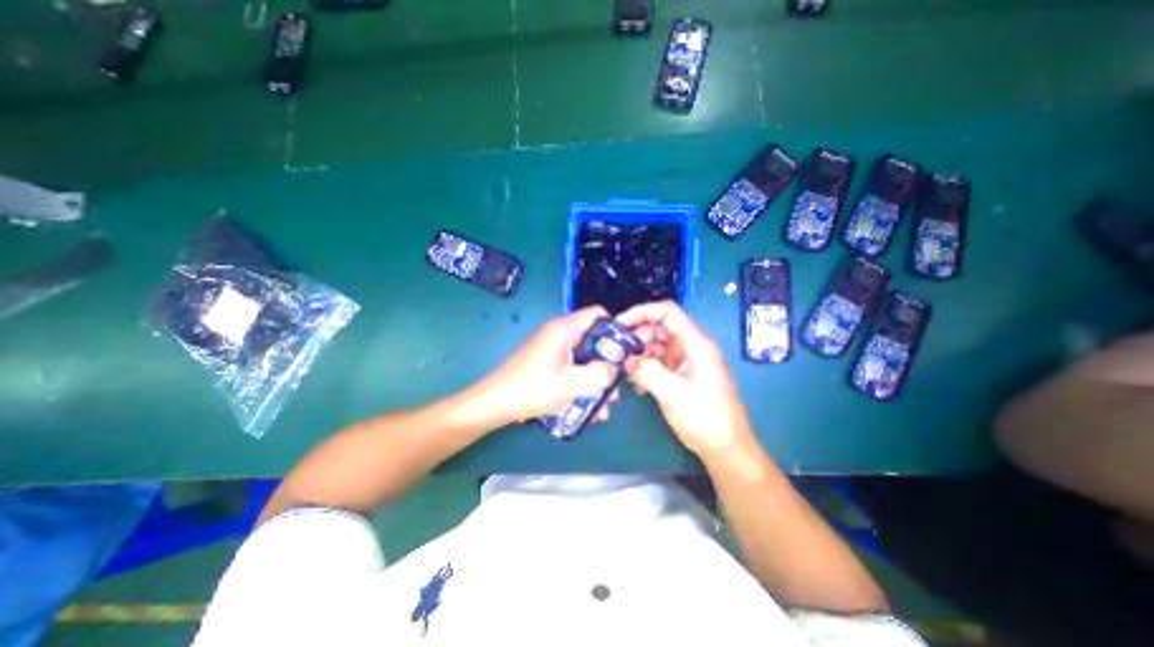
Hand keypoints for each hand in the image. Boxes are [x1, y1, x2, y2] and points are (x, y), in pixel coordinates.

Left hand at [475, 306, 620, 424]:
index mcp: (565, 328)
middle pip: (594, 338)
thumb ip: (599, 374)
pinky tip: (588, 407)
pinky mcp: (548, 362)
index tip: (625, 352)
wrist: (495, 403)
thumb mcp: (570, 383)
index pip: (598, 314)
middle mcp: (560, 333)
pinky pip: (573, 367)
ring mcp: (553, 348)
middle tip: (616, 385)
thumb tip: (614, 369)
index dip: (615, 329)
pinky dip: (582, 382)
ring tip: (605, 404)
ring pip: (585, 357)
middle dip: (608, 362)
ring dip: (596, 378)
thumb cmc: (531, 388)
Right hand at [618, 300, 763, 458]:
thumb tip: (626, 360)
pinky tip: (636, 383)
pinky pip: (659, 361)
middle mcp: (691, 346)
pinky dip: (645, 367)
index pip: (667, 312)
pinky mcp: (682, 374)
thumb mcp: (673, 394)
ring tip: (623, 368)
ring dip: (639, 353)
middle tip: (616, 350)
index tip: (619, 324)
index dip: (641, 312)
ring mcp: (687, 360)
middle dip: (636, 335)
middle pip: (659, 327)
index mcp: (696, 343)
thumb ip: (647, 372)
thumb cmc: (705, 419)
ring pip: (657, 344)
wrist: (726, 448)